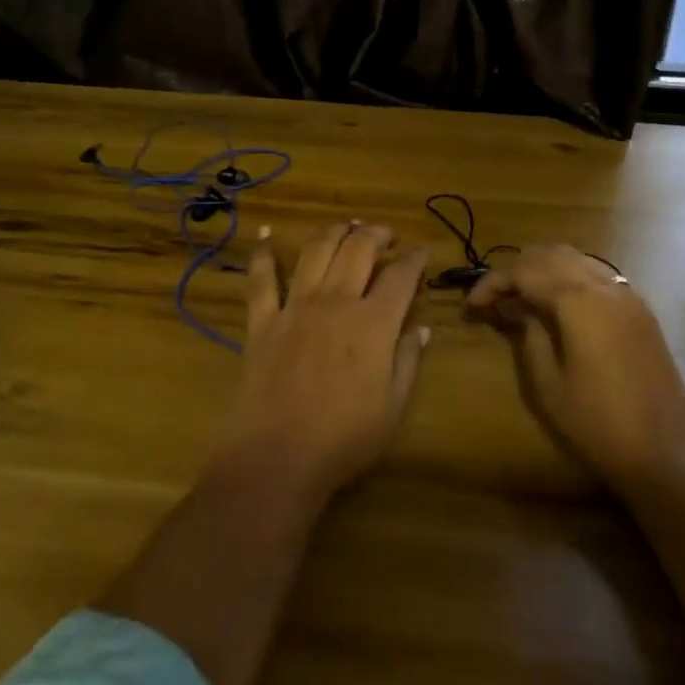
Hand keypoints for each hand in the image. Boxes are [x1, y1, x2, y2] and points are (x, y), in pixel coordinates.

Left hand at [223, 222, 430, 501]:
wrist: (278, 457)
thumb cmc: (344, 439)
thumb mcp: (393, 407)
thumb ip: (407, 361)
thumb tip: (420, 328)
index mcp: (373, 323)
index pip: (401, 276)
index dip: (415, 259)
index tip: (422, 253)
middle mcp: (335, 302)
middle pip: (358, 249)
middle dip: (376, 233)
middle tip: (386, 235)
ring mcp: (294, 307)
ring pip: (316, 250)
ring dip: (334, 231)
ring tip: (345, 227)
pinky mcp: (262, 321)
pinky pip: (261, 279)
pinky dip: (264, 252)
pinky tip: (266, 233)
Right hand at [465, 244, 684, 494]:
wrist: (666, 456)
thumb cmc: (597, 423)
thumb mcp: (547, 383)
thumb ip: (528, 333)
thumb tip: (517, 309)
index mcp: (579, 300)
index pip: (524, 271)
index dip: (492, 283)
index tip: (470, 306)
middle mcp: (606, 286)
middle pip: (551, 255)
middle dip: (517, 270)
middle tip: (494, 300)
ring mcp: (629, 296)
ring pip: (577, 260)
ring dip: (544, 270)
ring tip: (521, 301)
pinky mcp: (641, 312)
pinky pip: (598, 276)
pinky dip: (570, 279)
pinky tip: (557, 308)